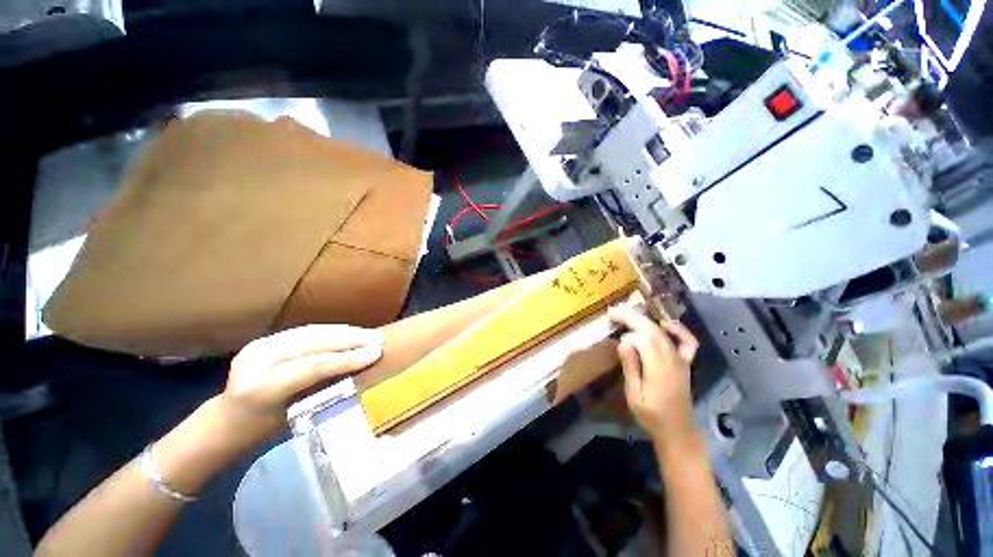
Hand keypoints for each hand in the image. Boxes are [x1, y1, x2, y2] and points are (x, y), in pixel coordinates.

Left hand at [219, 324, 383, 440]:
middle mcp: (254, 362)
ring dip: (344, 332)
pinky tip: (349, 333)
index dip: (348, 357)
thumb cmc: (266, 430)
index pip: (312, 366)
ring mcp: (257, 346)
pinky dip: (331, 331)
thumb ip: (325, 389)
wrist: (227, 422)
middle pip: (312, 343)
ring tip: (369, 334)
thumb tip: (362, 369)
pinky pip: (305, 331)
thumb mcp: (297, 417)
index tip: (377, 352)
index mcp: (259, 389)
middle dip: (350, 339)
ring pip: (311, 332)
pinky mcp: (264, 339)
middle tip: (378, 338)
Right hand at [608, 307, 697, 440]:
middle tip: (612, 312)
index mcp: (659, 369)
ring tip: (626, 314)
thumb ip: (630, 367)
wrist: (677, 430)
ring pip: (663, 332)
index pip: (643, 340)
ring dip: (644, 320)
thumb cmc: (651, 415)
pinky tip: (665, 323)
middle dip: (631, 317)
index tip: (615, 341)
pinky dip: (678, 329)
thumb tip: (623, 342)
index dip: (627, 336)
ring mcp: (681, 359)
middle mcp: (672, 359)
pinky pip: (687, 341)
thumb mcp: (634, 395)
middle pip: (652, 330)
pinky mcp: (685, 362)